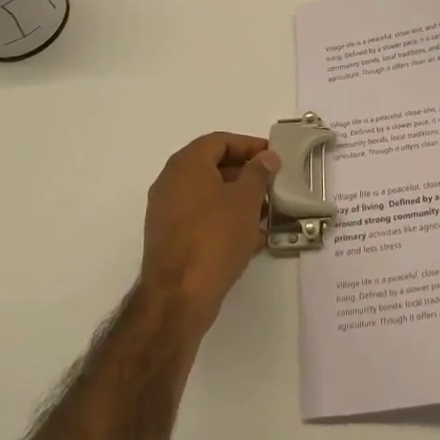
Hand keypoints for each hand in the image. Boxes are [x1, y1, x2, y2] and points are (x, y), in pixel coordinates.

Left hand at [140, 133, 279, 337]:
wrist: (177, 298)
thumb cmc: (214, 238)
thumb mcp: (245, 200)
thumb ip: (258, 172)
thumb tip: (266, 157)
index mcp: (186, 165)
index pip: (220, 141)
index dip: (249, 145)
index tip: (273, 157)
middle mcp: (171, 183)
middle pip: (213, 167)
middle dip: (245, 174)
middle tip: (272, 184)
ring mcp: (167, 213)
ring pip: (209, 196)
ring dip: (237, 200)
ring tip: (266, 212)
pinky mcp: (170, 240)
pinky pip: (201, 220)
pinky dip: (225, 221)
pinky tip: (251, 238)